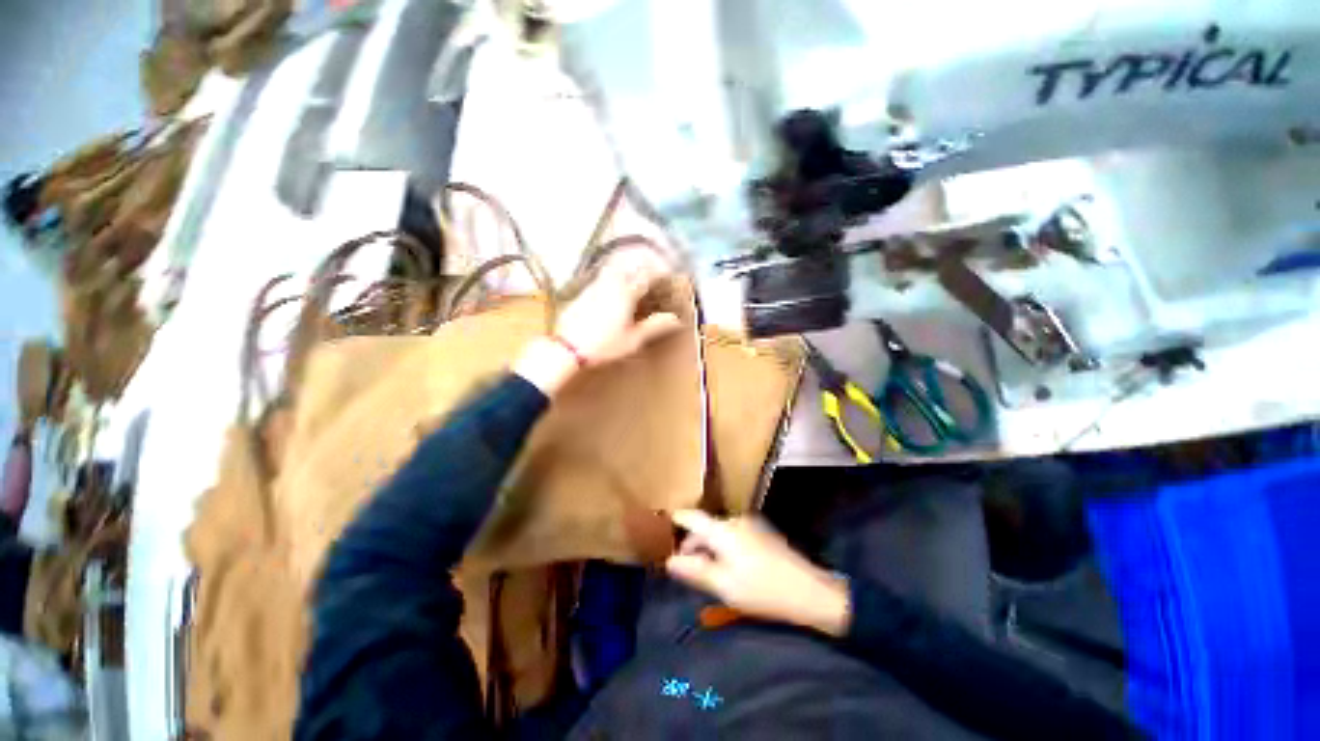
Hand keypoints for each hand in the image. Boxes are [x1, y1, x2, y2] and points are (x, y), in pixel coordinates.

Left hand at [515, 248, 680, 394]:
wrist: (567, 348)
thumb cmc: (604, 345)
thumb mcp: (633, 339)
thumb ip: (654, 326)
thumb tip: (675, 319)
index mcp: (625, 293)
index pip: (646, 275)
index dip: (659, 271)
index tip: (668, 273)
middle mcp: (610, 283)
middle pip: (628, 264)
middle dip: (642, 264)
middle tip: (651, 271)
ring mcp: (594, 286)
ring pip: (613, 268)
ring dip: (626, 268)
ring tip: (634, 278)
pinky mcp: (582, 292)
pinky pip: (602, 277)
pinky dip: (612, 277)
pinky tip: (614, 290)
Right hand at [666, 510, 851, 636]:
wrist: (810, 591)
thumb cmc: (762, 589)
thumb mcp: (724, 585)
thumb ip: (695, 571)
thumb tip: (670, 561)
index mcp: (723, 529)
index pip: (692, 518)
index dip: (677, 520)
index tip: (663, 526)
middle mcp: (735, 520)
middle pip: (706, 527)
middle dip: (693, 544)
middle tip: (685, 567)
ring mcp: (751, 524)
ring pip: (720, 532)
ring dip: (709, 547)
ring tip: (707, 572)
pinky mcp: (762, 533)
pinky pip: (734, 535)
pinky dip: (724, 547)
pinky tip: (729, 568)